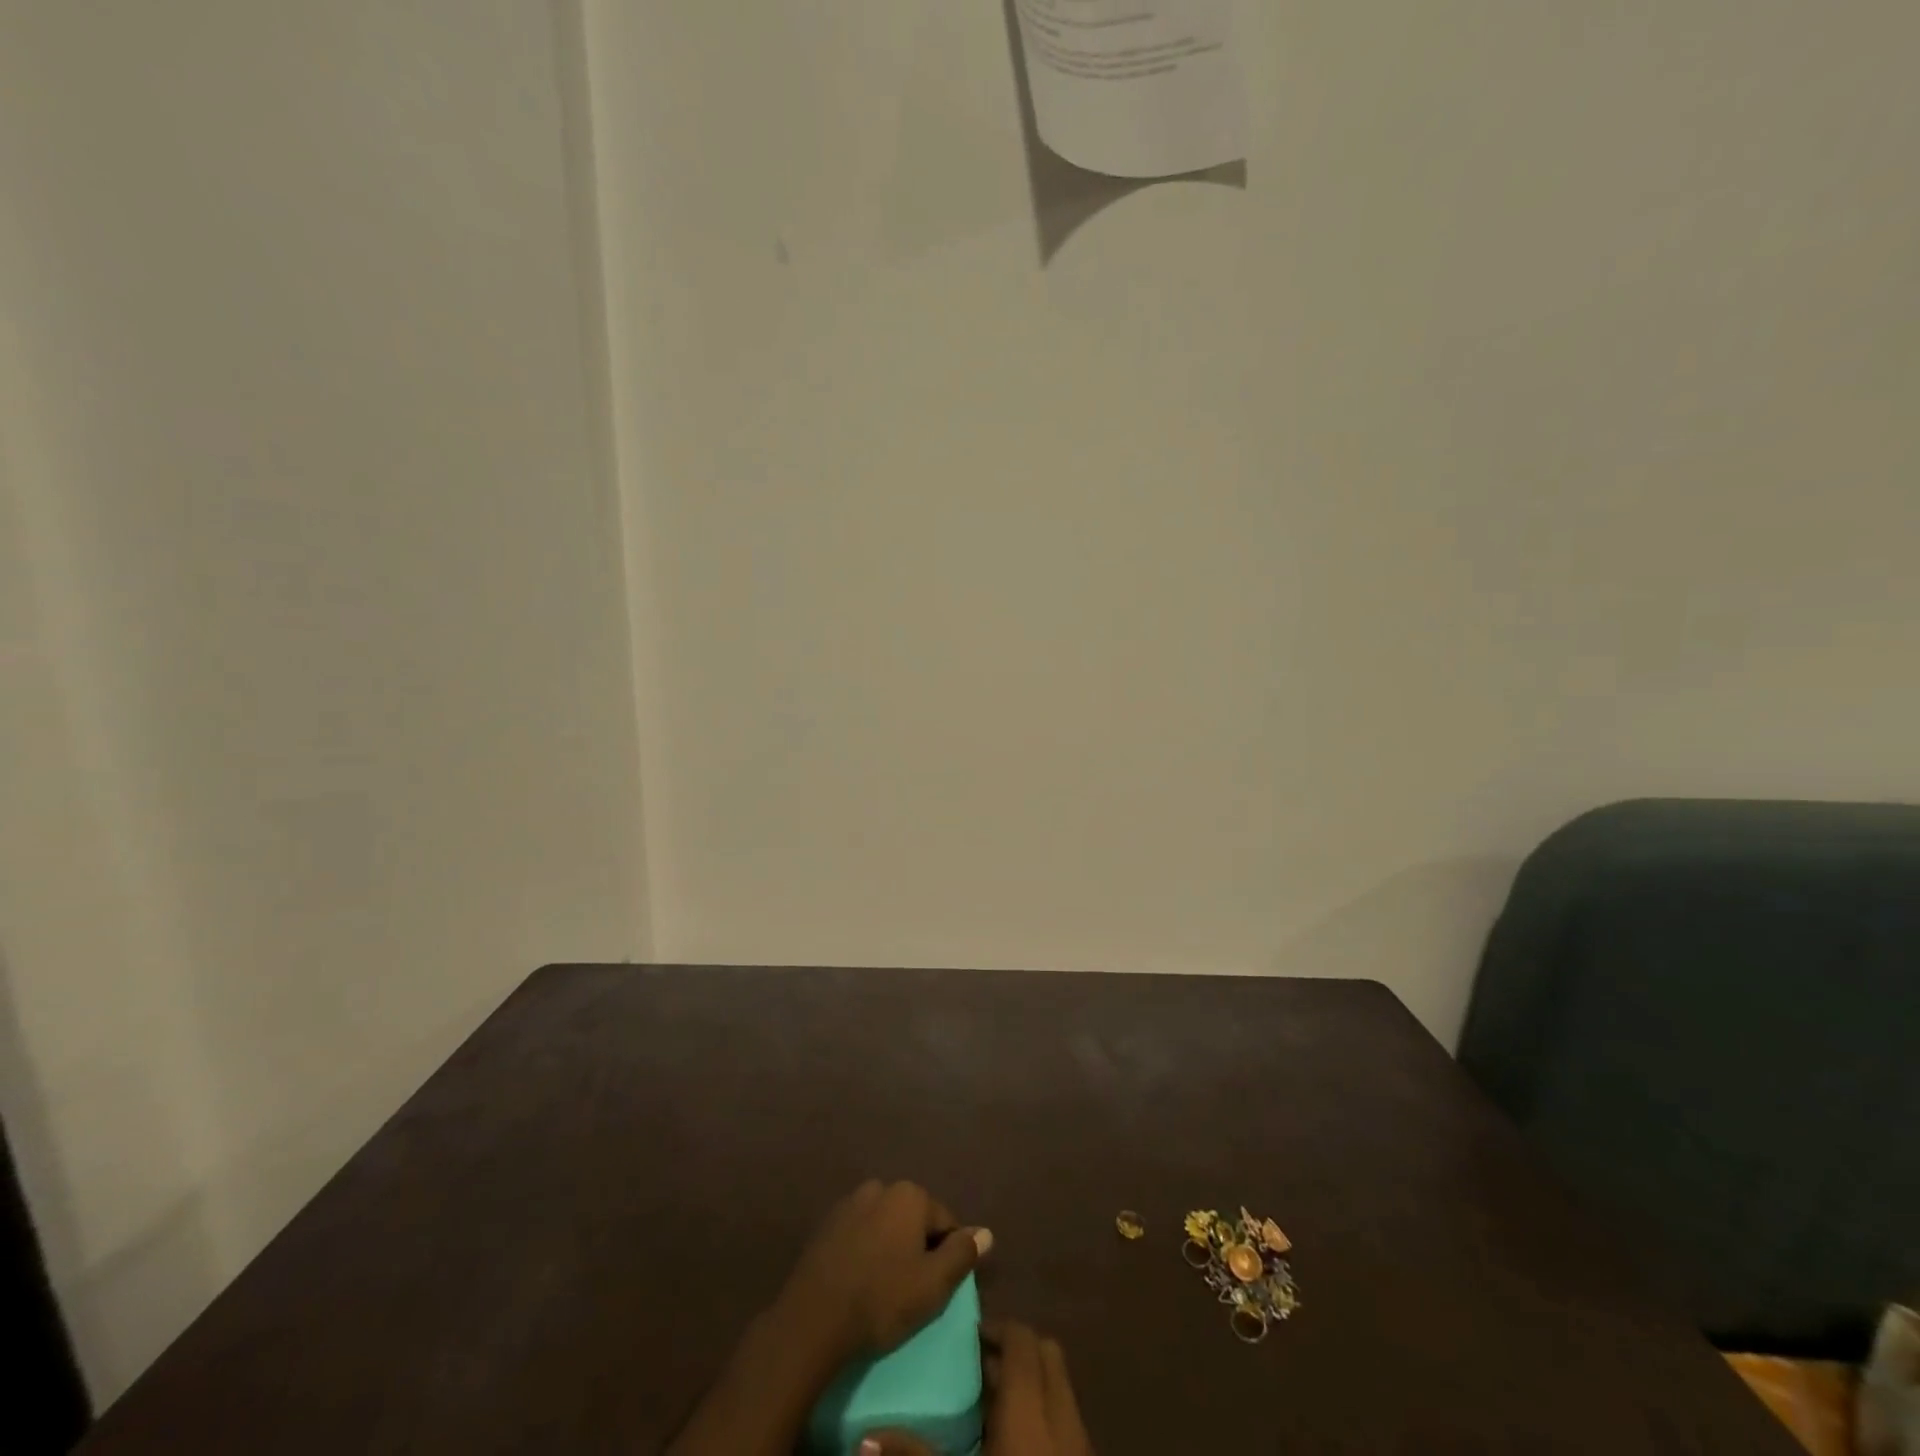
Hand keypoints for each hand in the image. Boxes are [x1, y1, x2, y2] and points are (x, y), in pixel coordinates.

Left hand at [775, 1180, 991, 1363]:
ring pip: (886, 1225)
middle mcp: (881, 1186)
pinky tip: (860, 1280)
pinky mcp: (827, 1223)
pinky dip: (866, 1250)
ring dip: (891, 1248)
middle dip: (918, 1248)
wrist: (813, 1317)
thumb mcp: (934, 1284)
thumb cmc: (882, 1299)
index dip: (947, 1256)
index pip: (946, 1222)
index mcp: (910, 1195)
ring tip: (885, 1288)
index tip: (937, 1288)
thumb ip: (963, 1253)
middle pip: (915, 1219)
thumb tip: (986, 1232)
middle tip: (912, 1290)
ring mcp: (850, 1202)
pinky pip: (860, 1233)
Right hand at [860, 1320, 1092, 1455]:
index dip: (997, 1328)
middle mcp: (1062, 1416)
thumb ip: (915, 1455)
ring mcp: (1080, 1445)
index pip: (1022, 1338)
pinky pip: (1066, 1422)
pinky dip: (1042, 1417)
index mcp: (1030, 1409)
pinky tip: (1011, 1442)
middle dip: (1016, 1350)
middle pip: (1047, 1354)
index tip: (967, 1336)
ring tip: (989, 1404)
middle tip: (977, 1364)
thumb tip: (865, 1440)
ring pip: (1059, 1388)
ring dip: (1030, 1384)